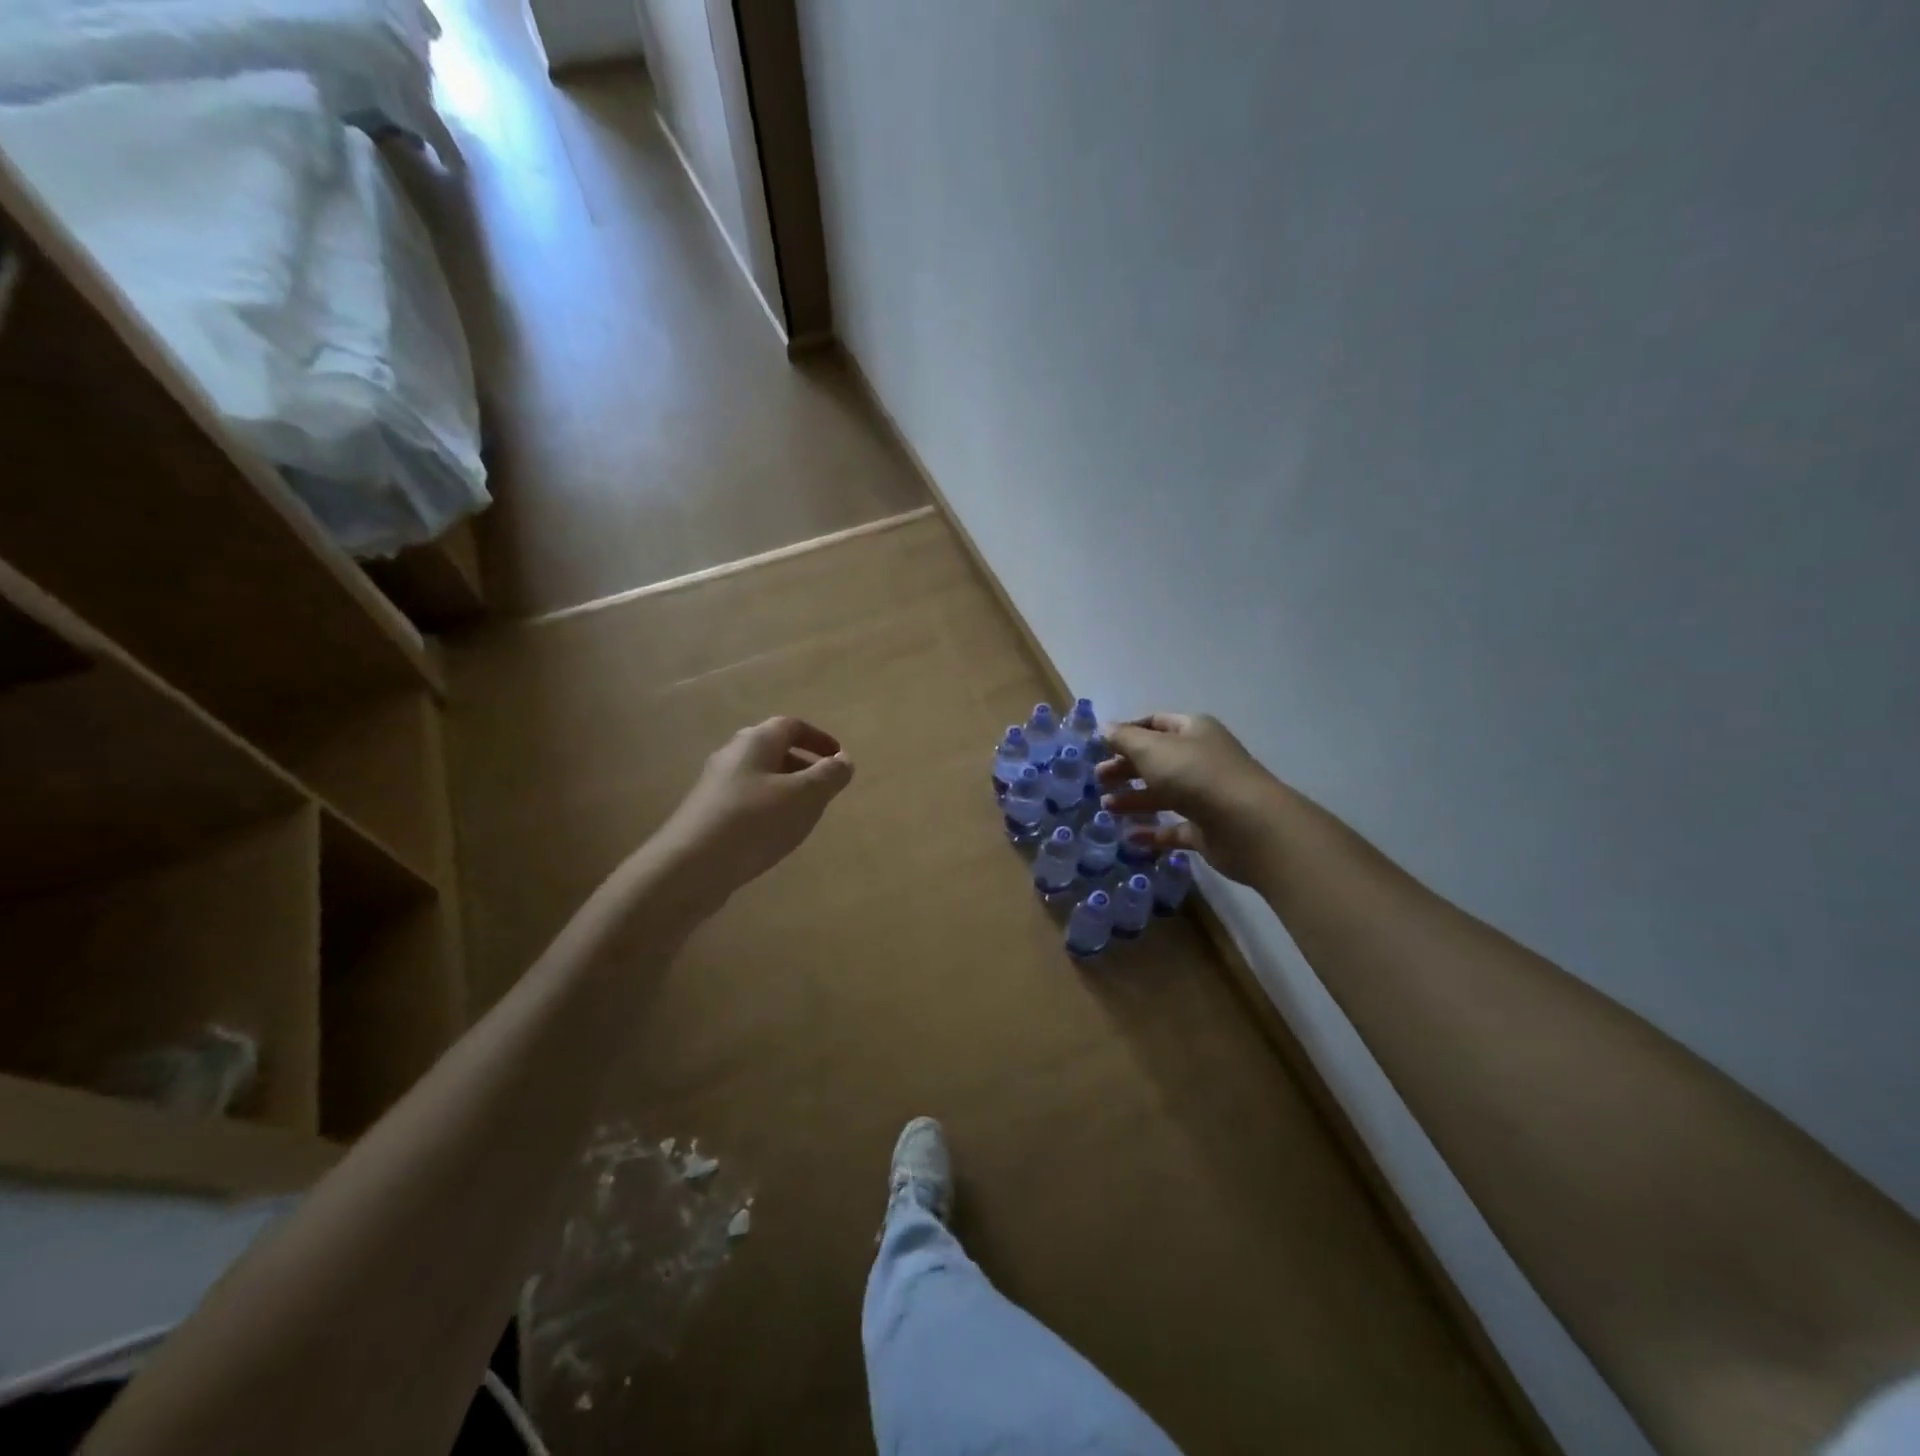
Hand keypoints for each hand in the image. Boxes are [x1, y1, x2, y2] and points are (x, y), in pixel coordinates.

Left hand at [655, 716, 853, 902]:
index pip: (791, 725)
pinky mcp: (707, 813)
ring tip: (804, 812)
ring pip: (759, 775)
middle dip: (803, 762)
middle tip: (824, 785)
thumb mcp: (805, 797)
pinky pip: (746, 799)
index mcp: (756, 741)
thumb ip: (829, 776)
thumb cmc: (755, 821)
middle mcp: (732, 755)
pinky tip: (774, 832)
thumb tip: (844, 760)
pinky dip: (768, 806)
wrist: (691, 866)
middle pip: (773, 748)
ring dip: (786, 787)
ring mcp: (715, 784)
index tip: (838, 757)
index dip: (818, 738)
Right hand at [1096, 713, 1281, 883]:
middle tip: (1098, 779)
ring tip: (1106, 807)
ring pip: (1164, 794)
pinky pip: (1174, 828)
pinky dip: (1152, 831)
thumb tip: (1105, 729)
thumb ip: (1125, 739)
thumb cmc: (1196, 775)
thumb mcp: (1152, 749)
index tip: (1100, 746)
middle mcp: (1201, 759)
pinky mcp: (1207, 829)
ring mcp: (1206, 795)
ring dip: (1134, 799)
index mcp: (1193, 731)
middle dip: (1126, 767)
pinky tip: (1129, 836)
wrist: (1247, 825)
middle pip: (1157, 760)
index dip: (1127, 732)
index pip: (1155, 723)